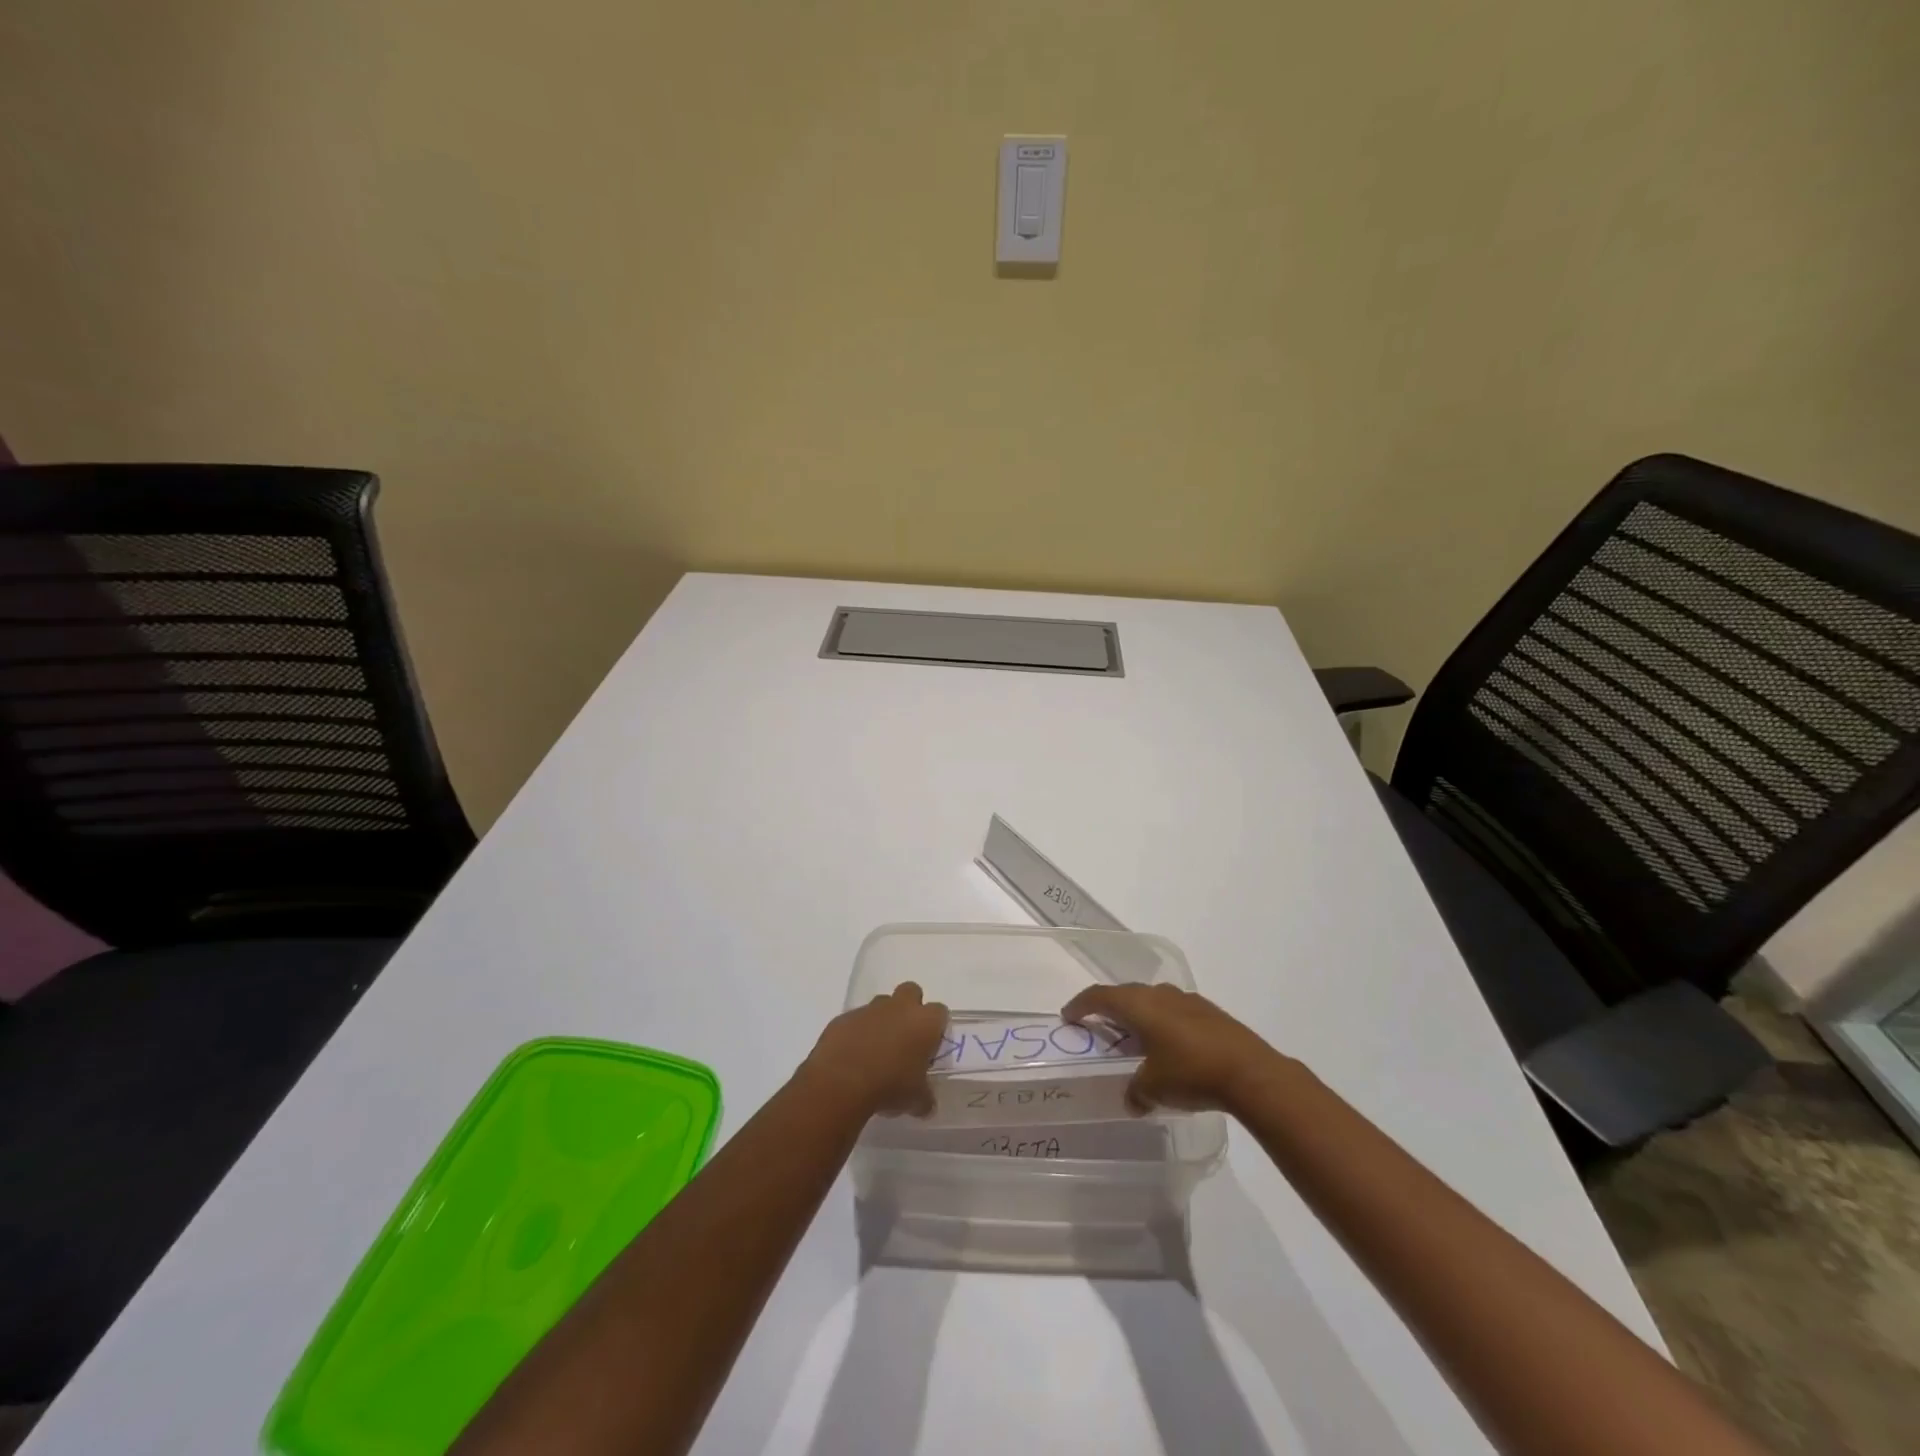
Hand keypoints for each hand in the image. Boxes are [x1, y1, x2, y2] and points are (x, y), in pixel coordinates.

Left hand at [798, 982, 949, 1117]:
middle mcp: (899, 1007)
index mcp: (924, 1022)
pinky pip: (855, 1020)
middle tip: (906, 1037)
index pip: (939, 1012)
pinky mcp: (843, 1018)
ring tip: (876, 1050)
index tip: (930, 1046)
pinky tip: (852, 1057)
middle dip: (910, 1008)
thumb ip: (924, 1097)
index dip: (935, 1027)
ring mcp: (869, 1009)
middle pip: (911, 992)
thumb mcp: (915, 1100)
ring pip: (881, 1004)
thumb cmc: (889, 1086)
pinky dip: (857, 1032)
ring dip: (882, 1020)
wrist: (841, 1082)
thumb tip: (926, 1104)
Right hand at [1061, 982, 1290, 1114]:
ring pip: (1153, 1001)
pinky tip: (1170, 1046)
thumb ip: (1136, 1092)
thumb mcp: (1154, 1087)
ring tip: (1136, 1037)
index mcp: (1139, 1005)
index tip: (1069, 1015)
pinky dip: (1164, 1023)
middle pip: (1126, 994)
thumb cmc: (1191, 1072)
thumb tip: (1132, 1101)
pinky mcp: (1210, 1013)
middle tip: (1099, 1025)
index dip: (1081, 1004)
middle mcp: (1160, 995)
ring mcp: (1188, 1001)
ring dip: (1140, 1015)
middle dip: (1110, 1008)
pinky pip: (1175, 1011)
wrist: (1250, 1072)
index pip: (1101, 996)